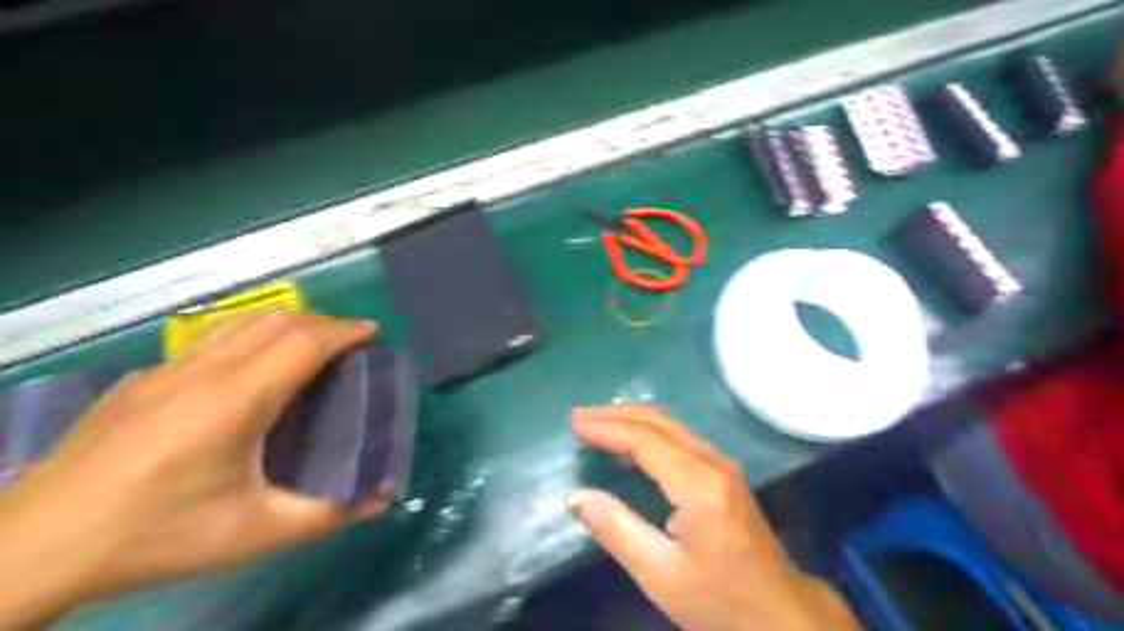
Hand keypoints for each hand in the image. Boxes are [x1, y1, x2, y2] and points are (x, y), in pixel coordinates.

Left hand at [0, 313, 378, 628]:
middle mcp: (202, 370)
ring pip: (240, 323)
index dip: (344, 330)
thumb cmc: (158, 535)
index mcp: (235, 399)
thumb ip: (327, 514)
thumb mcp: (254, 533)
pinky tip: (250, 368)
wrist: (32, 549)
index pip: (303, 341)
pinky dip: (250, 336)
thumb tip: (380, 501)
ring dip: (286, 323)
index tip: (373, 332)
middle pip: (275, 320)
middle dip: (322, 321)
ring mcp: (165, 370)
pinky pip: (210, 339)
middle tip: (350, 341)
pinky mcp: (139, 380)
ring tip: (311, 344)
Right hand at [567, 405, 863, 630]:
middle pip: (659, 422)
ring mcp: (723, 464)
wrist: (780, 614)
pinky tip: (630, 443)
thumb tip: (575, 495)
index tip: (575, 424)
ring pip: (671, 425)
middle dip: (616, 414)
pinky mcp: (725, 472)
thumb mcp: (661, 574)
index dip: (607, 428)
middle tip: (579, 416)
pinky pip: (680, 437)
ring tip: (596, 422)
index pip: (645, 440)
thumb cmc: (719, 599)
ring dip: (631, 419)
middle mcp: (714, 462)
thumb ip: (616, 529)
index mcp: (699, 485)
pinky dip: (648, 431)